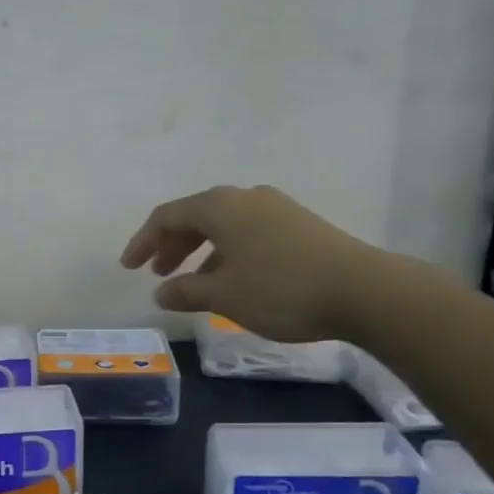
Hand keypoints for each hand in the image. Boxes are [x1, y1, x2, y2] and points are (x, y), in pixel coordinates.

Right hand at [119, 185, 382, 342]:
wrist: (364, 290)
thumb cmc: (281, 289)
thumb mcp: (224, 296)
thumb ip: (186, 291)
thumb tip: (161, 292)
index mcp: (220, 206)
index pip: (167, 216)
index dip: (143, 241)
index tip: (129, 268)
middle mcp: (245, 197)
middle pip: (195, 216)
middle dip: (171, 245)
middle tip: (158, 273)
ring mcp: (275, 208)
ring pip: (224, 225)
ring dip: (200, 251)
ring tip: (193, 282)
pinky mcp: (299, 224)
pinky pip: (248, 232)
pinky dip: (228, 252)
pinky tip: (233, 280)